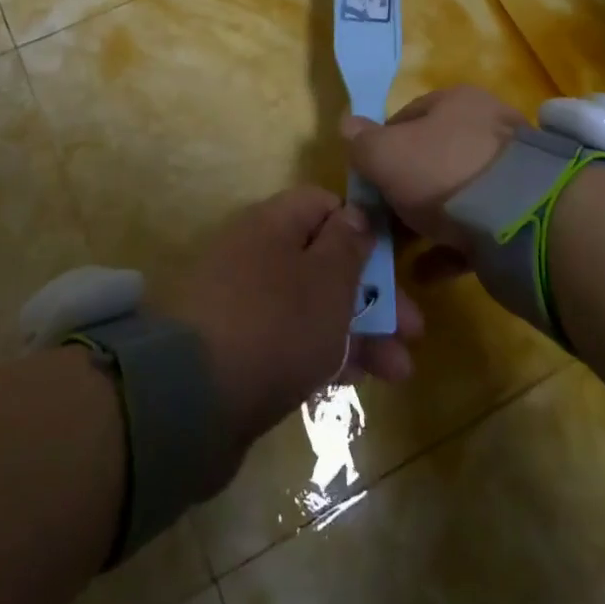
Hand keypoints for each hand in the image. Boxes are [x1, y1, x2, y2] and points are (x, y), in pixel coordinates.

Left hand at [156, 187, 423, 460]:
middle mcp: (255, 253)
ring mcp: (243, 302)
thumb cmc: (275, 324)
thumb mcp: (326, 279)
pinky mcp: (236, 348)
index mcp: (273, 223)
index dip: (361, 227)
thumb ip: (348, 244)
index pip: (322, 205)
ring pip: (311, 305)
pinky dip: (323, 354)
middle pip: (323, 260)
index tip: (394, 261)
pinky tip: (354, 381)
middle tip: (413, 331)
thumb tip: (356, 213)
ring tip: (398, 371)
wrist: (190, 398)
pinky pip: (289, 339)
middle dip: (372, 294)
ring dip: (358, 332)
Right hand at [341, 86, 525, 268]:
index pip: (406, 118)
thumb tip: (347, 125)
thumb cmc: (442, 171)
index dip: (379, 148)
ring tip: (401, 250)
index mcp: (455, 102)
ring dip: (425, 222)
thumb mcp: (385, 154)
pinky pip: (476, 229)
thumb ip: (362, 142)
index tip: (365, 180)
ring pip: (454, 196)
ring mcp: (509, 172)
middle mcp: (486, 128)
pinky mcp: (524, 213)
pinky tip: (426, 271)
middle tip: (382, 219)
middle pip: (431, 158)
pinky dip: (449, 248)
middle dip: (403, 189)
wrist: (522, 219)